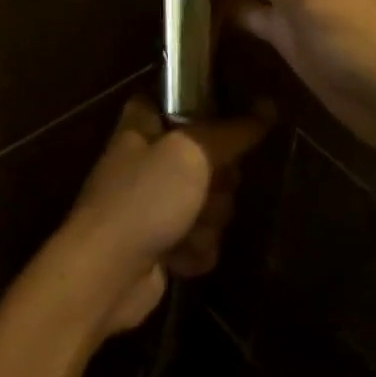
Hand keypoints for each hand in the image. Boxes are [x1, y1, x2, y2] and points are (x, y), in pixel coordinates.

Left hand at [40, 97, 268, 336]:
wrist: (106, 274)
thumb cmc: (144, 199)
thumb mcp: (192, 154)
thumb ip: (232, 132)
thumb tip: (269, 106)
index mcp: (144, 122)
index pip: (184, 102)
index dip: (209, 118)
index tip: (224, 131)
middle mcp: (149, 157)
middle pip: (210, 160)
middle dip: (217, 184)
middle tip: (205, 190)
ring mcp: (154, 202)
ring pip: (211, 203)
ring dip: (207, 222)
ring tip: (184, 230)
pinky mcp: (162, 242)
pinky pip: (202, 239)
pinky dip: (195, 250)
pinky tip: (178, 257)